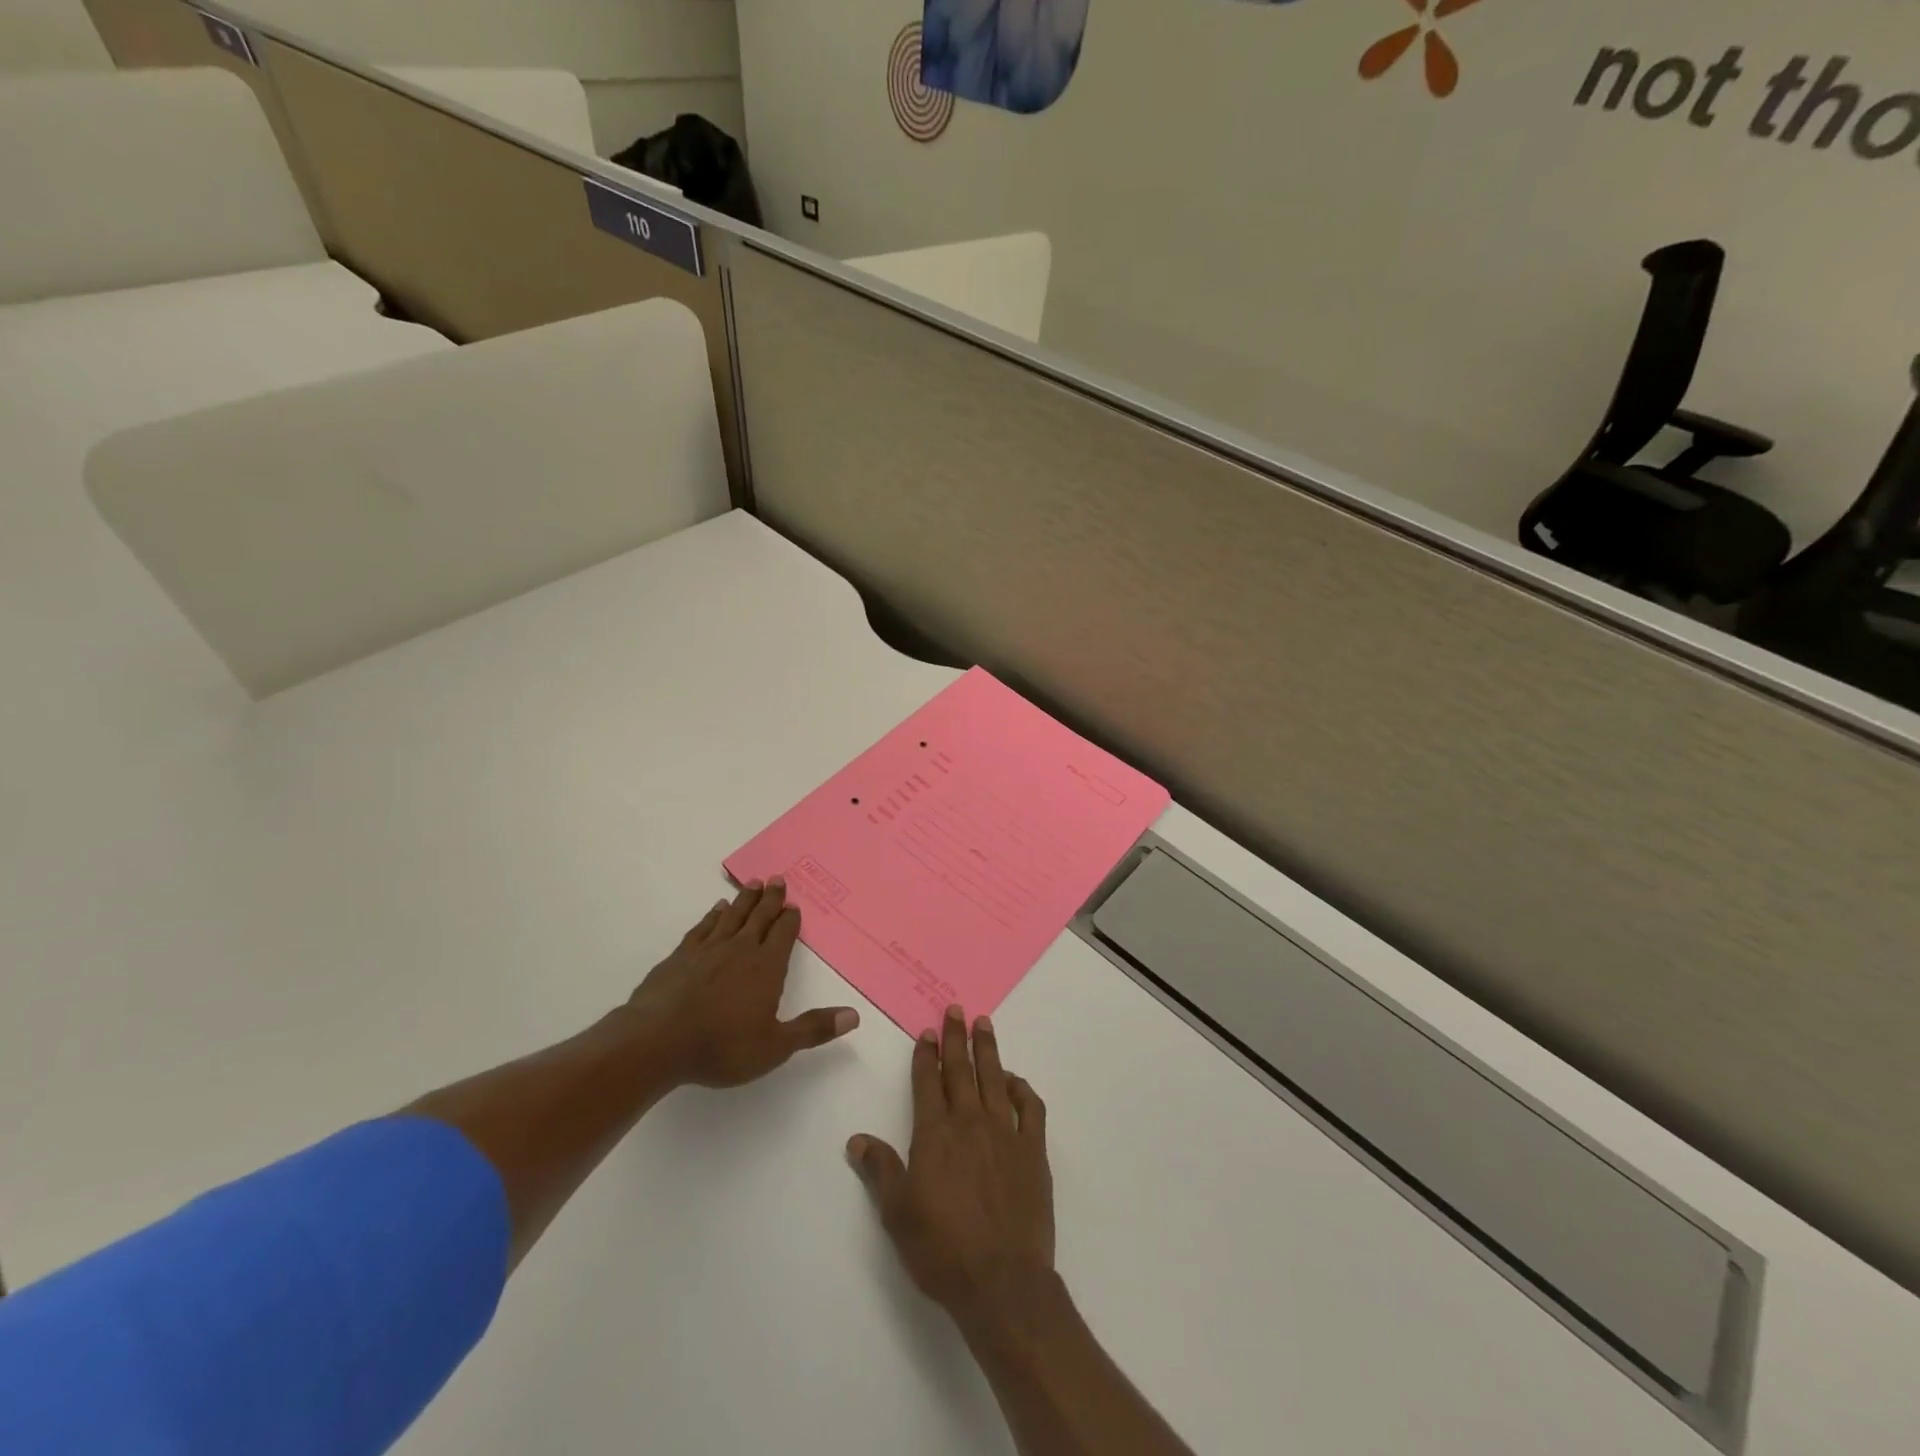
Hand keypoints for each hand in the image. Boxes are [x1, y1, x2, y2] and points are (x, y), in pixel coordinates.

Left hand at [628, 878, 858, 1087]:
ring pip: (732, 915)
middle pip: (759, 917)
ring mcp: (708, 949)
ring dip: (745, 899)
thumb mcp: (775, 1046)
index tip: (794, 905)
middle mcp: (740, 949)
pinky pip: (703, 927)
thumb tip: (854, 1015)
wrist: (657, 1042)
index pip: (783, 934)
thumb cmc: (722, 1047)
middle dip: (771, 898)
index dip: (790, 919)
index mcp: (766, 967)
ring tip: (753, 884)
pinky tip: (716, 910)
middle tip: (777, 878)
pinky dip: (713, 915)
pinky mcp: (680, 956)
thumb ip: (813, 1029)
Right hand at [847, 1006, 1053, 1334]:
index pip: (927, 1083)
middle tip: (955, 1009)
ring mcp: (1005, 1133)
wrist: (1002, 1281)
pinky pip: (1030, 1108)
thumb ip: (880, 1171)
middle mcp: (970, 1123)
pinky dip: (1022, 1089)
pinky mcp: (1034, 1150)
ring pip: (995, 1079)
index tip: (927, 1031)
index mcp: (935, 1135)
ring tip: (984, 1024)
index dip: (925, 1055)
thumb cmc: (943, 1250)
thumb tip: (857, 1140)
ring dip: (988, 1049)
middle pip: (960, 1070)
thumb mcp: (898, 1214)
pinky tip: (1015, 1081)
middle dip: (956, 1038)